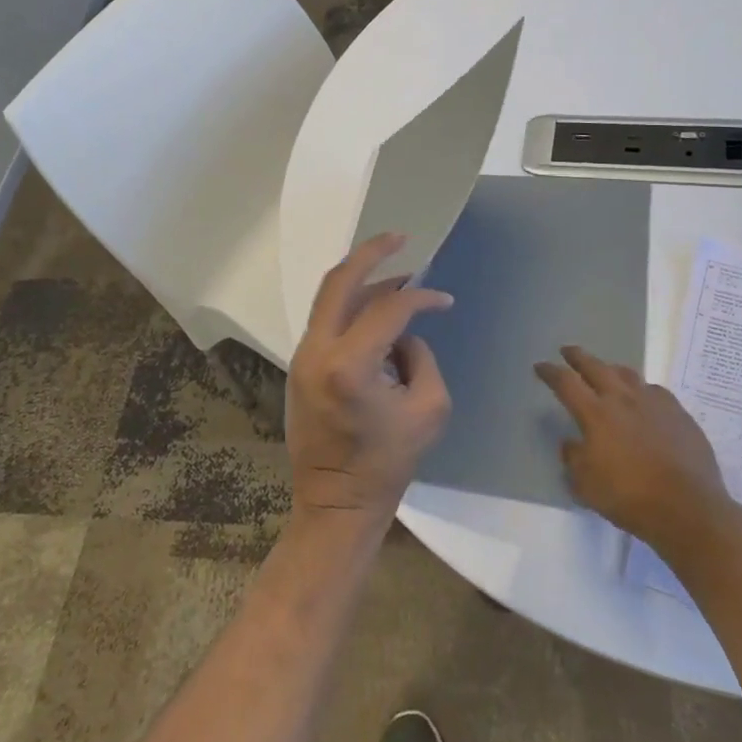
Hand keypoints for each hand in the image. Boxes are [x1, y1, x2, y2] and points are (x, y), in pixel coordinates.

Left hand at [285, 233, 453, 525]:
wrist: (336, 503)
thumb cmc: (388, 463)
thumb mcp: (429, 408)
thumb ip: (421, 357)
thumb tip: (403, 335)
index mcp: (349, 365)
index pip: (389, 309)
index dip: (421, 297)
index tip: (443, 300)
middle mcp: (317, 351)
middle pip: (339, 281)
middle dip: (371, 252)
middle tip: (400, 237)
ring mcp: (301, 357)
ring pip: (329, 298)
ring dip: (362, 279)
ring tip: (395, 273)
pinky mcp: (299, 366)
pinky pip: (326, 321)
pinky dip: (351, 306)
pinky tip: (374, 305)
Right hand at [535, 346, 730, 555]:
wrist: (687, 507)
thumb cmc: (629, 497)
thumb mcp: (586, 485)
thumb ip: (573, 458)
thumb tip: (571, 443)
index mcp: (596, 414)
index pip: (566, 383)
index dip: (550, 372)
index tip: (540, 366)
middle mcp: (623, 399)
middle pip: (596, 367)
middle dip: (578, 357)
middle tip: (568, 351)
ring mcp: (654, 402)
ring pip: (628, 374)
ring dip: (611, 369)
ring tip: (606, 370)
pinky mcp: (679, 413)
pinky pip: (655, 391)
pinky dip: (642, 390)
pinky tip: (644, 398)